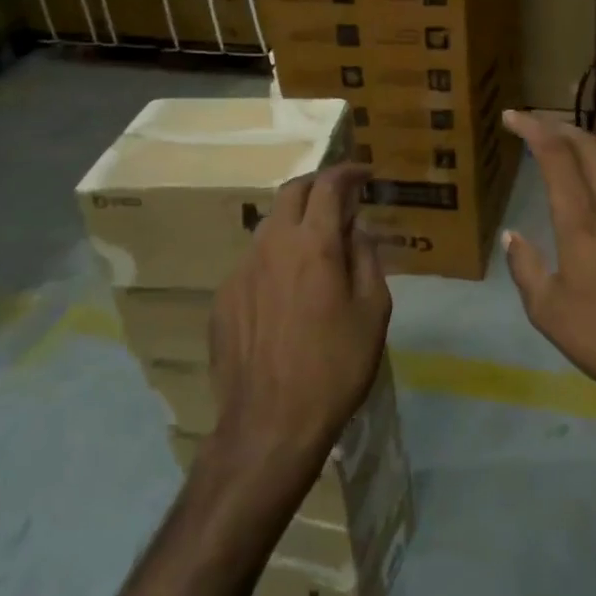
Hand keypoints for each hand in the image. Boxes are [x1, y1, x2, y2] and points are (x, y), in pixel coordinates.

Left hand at [205, 164, 390, 473]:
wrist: (270, 424)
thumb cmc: (335, 367)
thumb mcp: (372, 312)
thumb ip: (366, 259)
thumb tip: (357, 229)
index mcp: (313, 244)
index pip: (328, 185)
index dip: (347, 172)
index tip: (363, 173)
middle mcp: (271, 245)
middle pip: (290, 193)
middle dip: (317, 185)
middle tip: (339, 197)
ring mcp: (240, 271)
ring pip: (269, 226)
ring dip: (295, 222)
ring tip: (316, 244)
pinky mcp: (223, 298)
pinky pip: (253, 262)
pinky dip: (276, 257)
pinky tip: (288, 289)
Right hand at [501, 111, 595, 413]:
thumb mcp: (550, 313)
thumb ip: (526, 269)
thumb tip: (512, 237)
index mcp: (582, 221)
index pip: (555, 154)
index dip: (532, 128)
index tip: (512, 117)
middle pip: (589, 144)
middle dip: (558, 126)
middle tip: (536, 124)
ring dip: (590, 139)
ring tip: (572, 142)